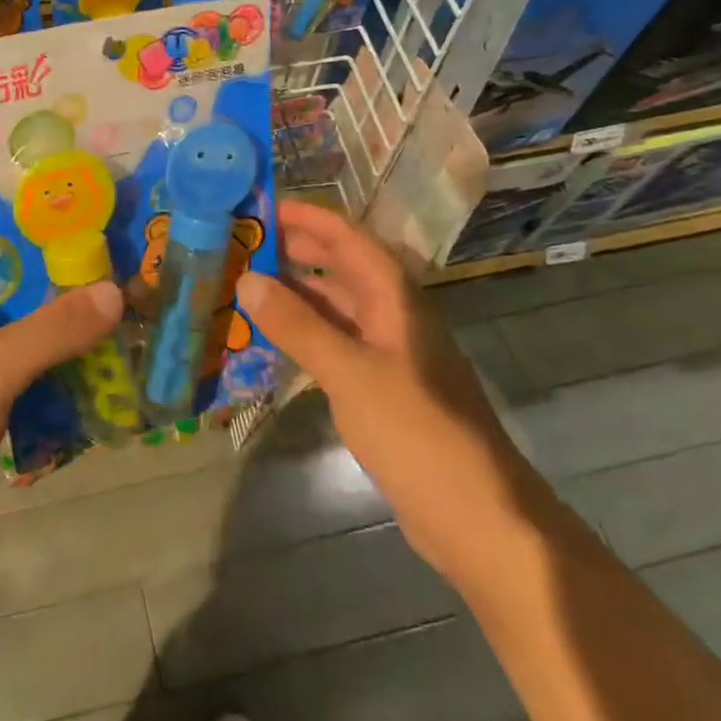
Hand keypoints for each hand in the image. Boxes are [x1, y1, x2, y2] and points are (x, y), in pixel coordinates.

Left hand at [0, 234, 122, 590]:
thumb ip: (54, 328)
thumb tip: (116, 289)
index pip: (1, 234)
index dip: (50, 224)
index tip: (107, 221)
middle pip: (21, 280)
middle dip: (73, 276)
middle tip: (135, 268)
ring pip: (30, 325)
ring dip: (74, 322)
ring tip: (134, 311)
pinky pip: (30, 366)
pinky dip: (63, 363)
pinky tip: (109, 364)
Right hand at [238, 200, 534, 584]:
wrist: (476, 515)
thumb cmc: (416, 431)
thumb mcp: (350, 373)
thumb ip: (297, 325)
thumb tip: (247, 279)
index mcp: (395, 297)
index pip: (347, 237)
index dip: (307, 217)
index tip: (261, 205)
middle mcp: (394, 314)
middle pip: (342, 266)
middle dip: (297, 249)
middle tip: (243, 242)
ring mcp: (390, 352)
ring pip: (337, 305)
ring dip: (297, 291)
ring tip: (247, 283)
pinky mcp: (383, 386)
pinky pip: (337, 341)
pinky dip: (305, 331)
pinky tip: (274, 338)